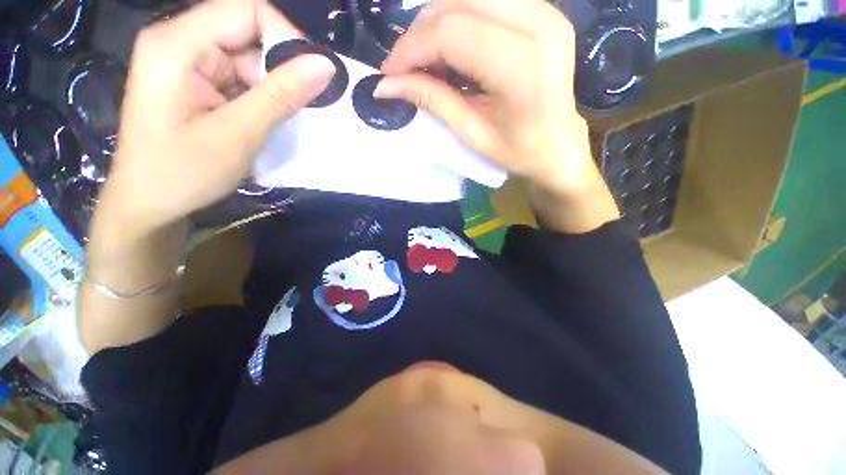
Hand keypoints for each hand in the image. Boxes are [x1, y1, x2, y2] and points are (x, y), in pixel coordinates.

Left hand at [99, 0, 334, 234]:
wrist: (148, 204)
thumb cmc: (182, 173)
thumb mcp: (238, 135)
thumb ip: (281, 96)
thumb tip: (326, 66)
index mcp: (177, 44)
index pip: (246, 9)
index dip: (286, 37)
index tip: (313, 77)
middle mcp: (180, 42)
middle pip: (247, 32)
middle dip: (281, 68)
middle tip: (302, 106)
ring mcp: (187, 62)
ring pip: (248, 57)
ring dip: (273, 87)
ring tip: (282, 120)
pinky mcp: (195, 82)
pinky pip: (240, 77)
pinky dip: (262, 97)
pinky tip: (266, 121)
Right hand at [376, 0, 596, 197]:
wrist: (558, 145)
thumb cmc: (517, 150)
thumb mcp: (471, 133)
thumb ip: (432, 100)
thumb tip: (386, 85)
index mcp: (521, 66)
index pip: (451, 33)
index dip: (411, 48)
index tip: (389, 73)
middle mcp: (538, 25)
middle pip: (458, 4)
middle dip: (419, 34)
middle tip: (403, 68)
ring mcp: (545, 12)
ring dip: (436, 23)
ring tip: (425, 61)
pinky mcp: (543, 12)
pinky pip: (487, 1)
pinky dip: (458, 19)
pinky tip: (451, 49)